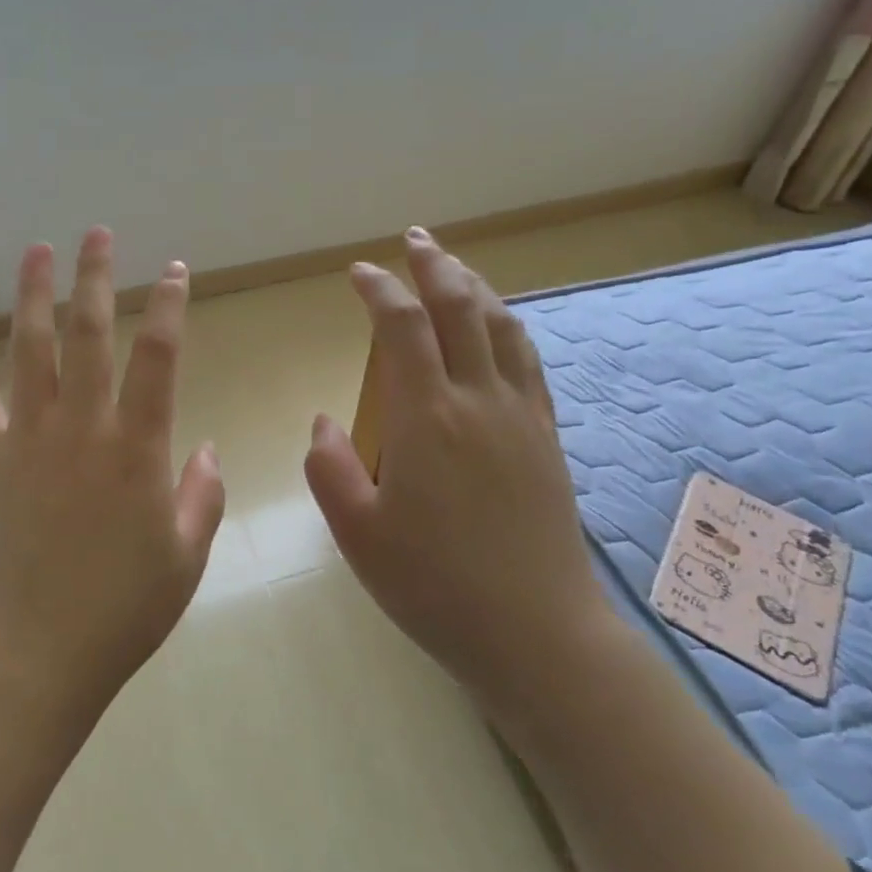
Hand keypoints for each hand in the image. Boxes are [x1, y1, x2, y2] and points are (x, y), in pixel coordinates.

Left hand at [0, 227, 225, 699]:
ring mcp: (29, 442)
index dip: (168, 307)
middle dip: (94, 278)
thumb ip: (203, 495)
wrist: (37, 653)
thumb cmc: (123, 610)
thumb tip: (208, 450)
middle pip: (88, 335)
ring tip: (35, 252)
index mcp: (137, 449)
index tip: (174, 270)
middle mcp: (82, 429)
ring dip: (32, 298)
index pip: (158, 358)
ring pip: (29, 353)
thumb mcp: (186, 556)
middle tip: (95, 233)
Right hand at [303, 228, 608, 716]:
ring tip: (455, 270)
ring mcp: (520, 417)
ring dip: (476, 288)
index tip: (359, 273)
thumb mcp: (357, 533)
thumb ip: (329, 468)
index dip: (380, 290)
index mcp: (425, 418)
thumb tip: (325, 420)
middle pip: (461, 309)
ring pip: (502, 328)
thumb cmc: (433, 585)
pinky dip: (509, 329)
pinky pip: (529, 364)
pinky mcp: (546, 439)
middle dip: (435, 266)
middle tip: (415, 240)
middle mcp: (478, 401)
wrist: (533, 631)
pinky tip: (500, 330)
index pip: (402, 327)